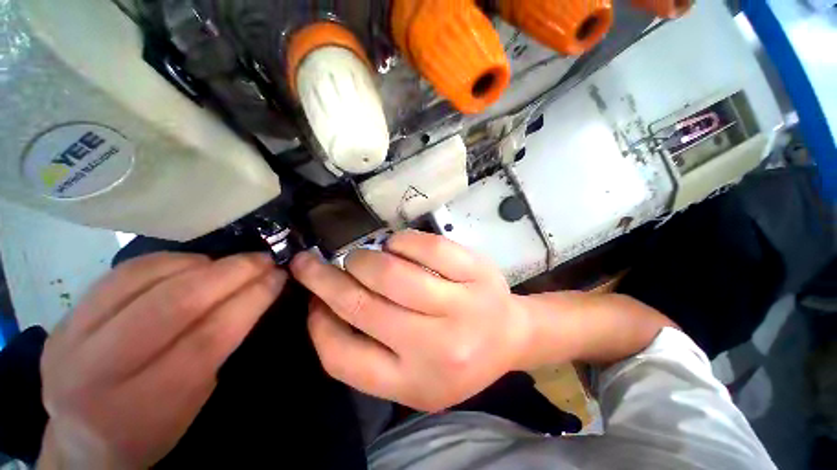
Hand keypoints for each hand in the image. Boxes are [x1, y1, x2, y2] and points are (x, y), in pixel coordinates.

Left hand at [39, 252, 286, 468]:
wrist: (83, 440)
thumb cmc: (152, 427)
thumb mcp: (195, 399)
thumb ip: (219, 345)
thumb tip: (254, 292)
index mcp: (145, 403)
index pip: (209, 337)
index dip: (251, 298)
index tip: (278, 276)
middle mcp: (100, 369)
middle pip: (175, 303)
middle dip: (231, 273)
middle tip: (263, 260)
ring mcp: (74, 337)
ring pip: (145, 278)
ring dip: (202, 263)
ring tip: (231, 262)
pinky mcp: (67, 315)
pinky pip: (122, 273)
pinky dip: (167, 261)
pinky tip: (192, 264)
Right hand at [290, 230, 531, 411]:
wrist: (509, 335)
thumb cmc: (458, 355)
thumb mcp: (412, 374)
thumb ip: (369, 349)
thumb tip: (326, 304)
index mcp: (414, 382)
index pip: (343, 358)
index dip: (317, 324)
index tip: (311, 301)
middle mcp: (437, 348)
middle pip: (364, 306)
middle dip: (325, 279)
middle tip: (310, 263)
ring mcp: (461, 306)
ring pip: (392, 274)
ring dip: (363, 259)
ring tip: (357, 257)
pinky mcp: (477, 272)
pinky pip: (428, 248)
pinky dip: (401, 241)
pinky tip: (395, 245)